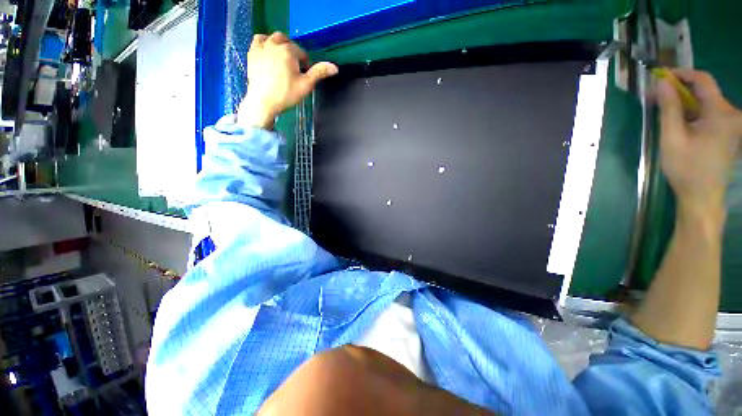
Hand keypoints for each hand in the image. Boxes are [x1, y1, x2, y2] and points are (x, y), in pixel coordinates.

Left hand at [238, 32, 338, 128]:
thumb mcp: (306, 85)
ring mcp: (260, 48)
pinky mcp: (251, 54)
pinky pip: (257, 40)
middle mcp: (273, 44)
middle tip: (294, 64)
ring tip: (281, 57)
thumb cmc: (286, 94)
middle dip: (292, 49)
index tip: (305, 73)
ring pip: (270, 37)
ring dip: (278, 43)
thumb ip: (319, 73)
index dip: (305, 62)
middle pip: (285, 40)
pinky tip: (267, 53)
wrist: (263, 102)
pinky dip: (264, 43)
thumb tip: (335, 67)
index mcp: (288, 51)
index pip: (300, 52)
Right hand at [657, 69, 741, 220]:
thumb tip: (662, 83)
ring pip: (706, 102)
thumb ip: (669, 109)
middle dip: (680, 91)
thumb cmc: (687, 169)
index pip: (703, 80)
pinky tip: (680, 122)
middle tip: (656, 97)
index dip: (681, 74)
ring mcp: (732, 123)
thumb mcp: (672, 138)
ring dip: (685, 103)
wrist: (702, 196)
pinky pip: (709, 113)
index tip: (660, 76)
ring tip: (664, 111)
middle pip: (704, 92)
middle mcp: (732, 114)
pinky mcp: (729, 131)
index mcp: (722, 114)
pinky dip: (693, 112)